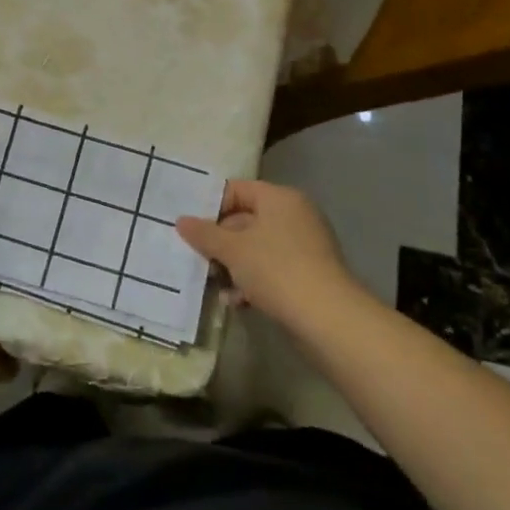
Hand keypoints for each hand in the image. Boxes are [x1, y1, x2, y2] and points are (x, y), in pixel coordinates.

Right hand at [176, 179, 354, 323]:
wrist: (328, 319)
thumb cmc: (276, 270)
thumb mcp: (233, 250)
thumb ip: (205, 234)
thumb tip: (181, 221)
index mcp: (279, 198)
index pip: (238, 190)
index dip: (212, 206)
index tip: (191, 227)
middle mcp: (295, 215)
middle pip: (246, 220)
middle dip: (221, 242)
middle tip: (198, 259)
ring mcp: (305, 246)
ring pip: (258, 248)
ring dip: (234, 266)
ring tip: (215, 285)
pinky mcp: (309, 275)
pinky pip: (272, 269)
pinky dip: (253, 281)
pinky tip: (237, 302)